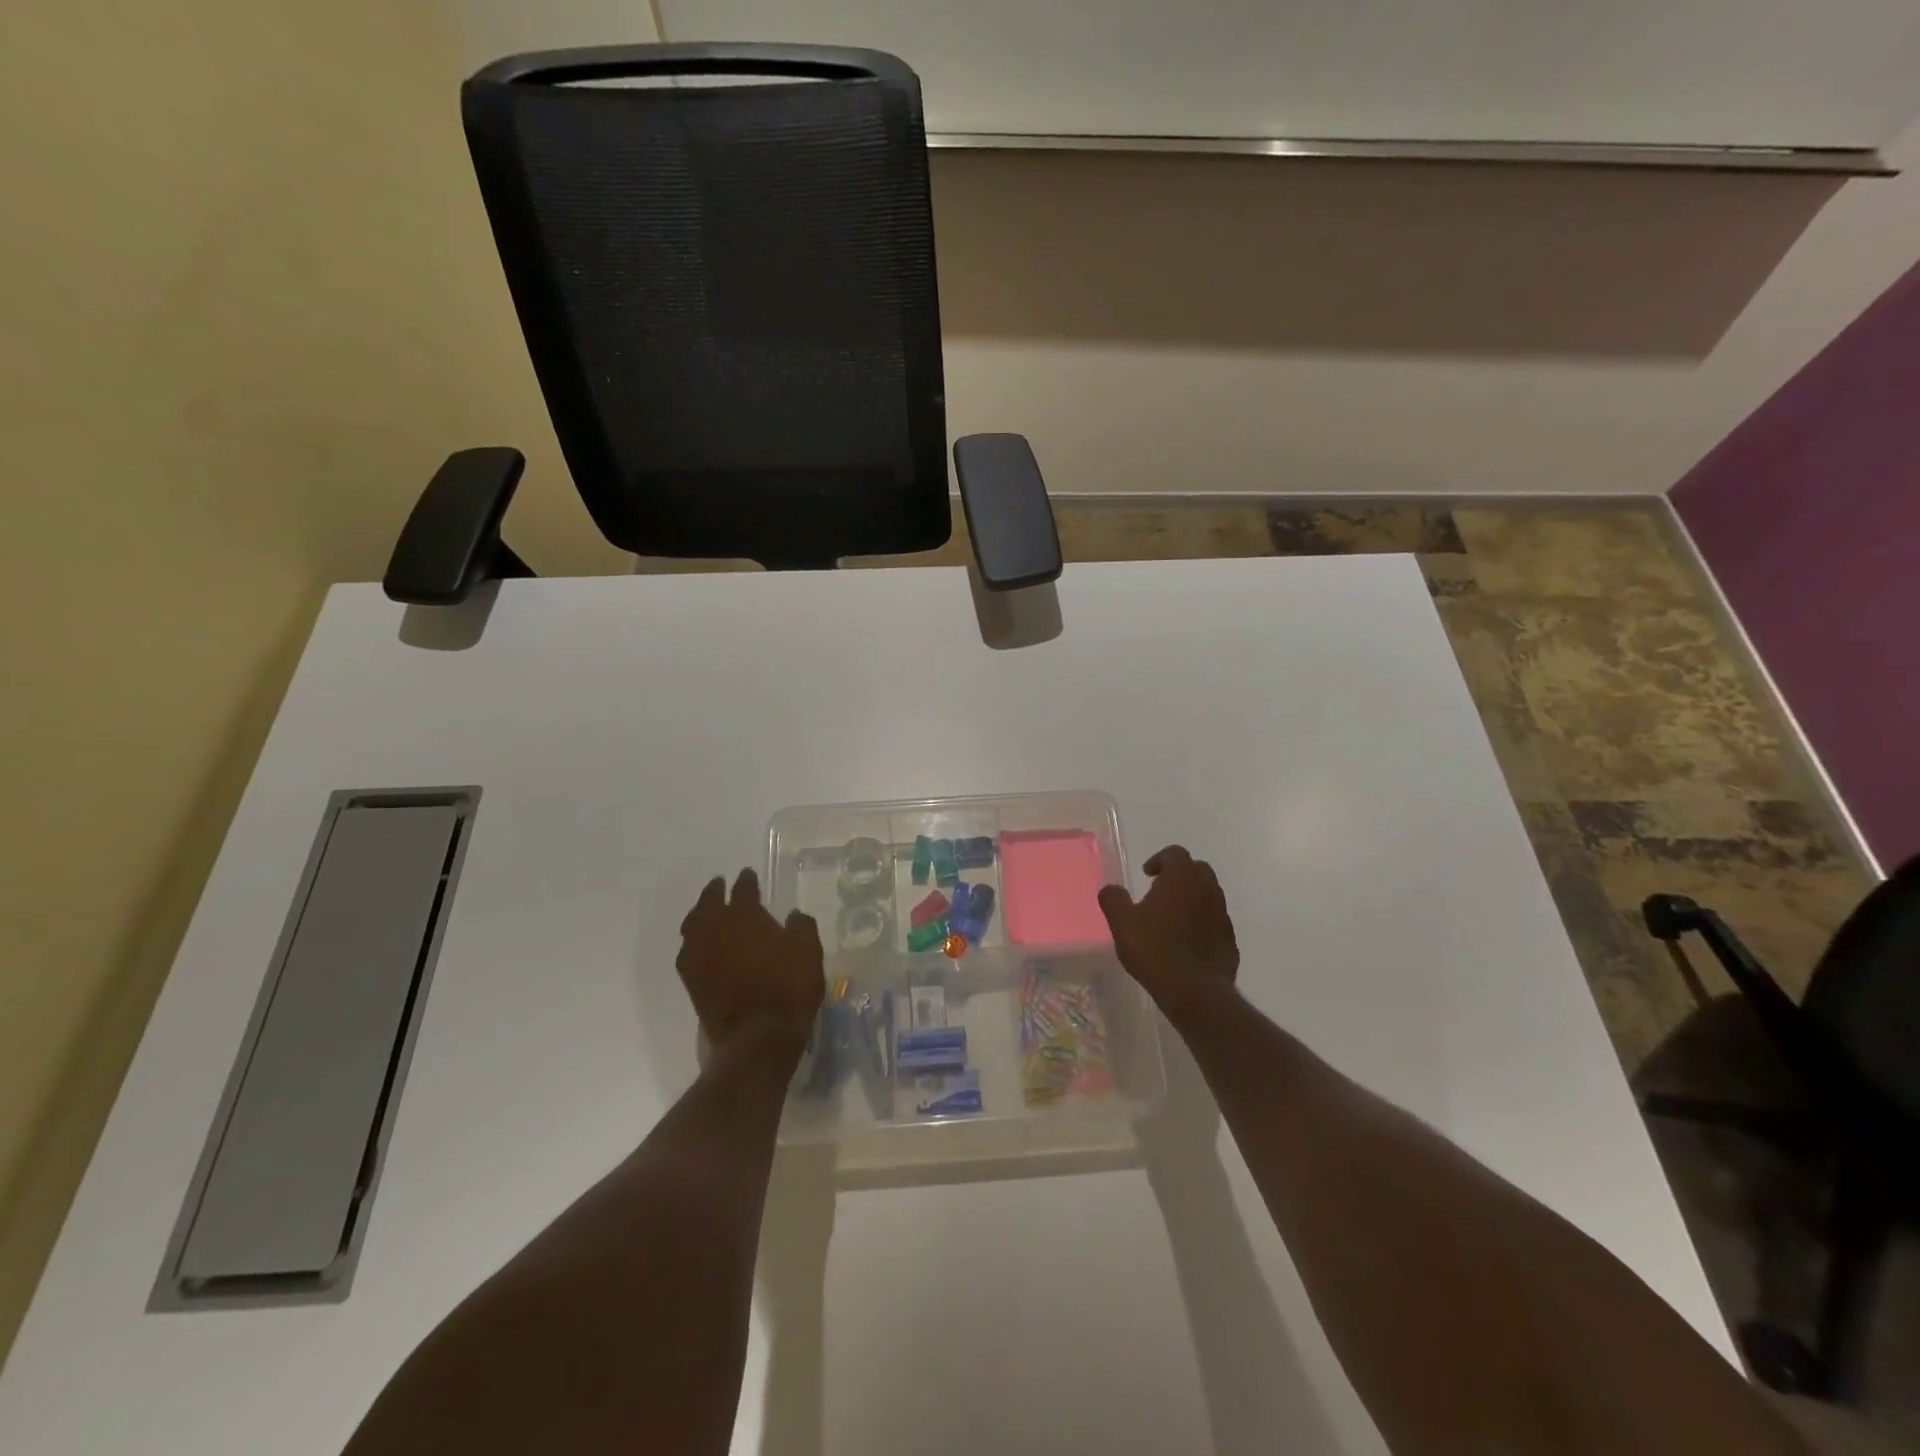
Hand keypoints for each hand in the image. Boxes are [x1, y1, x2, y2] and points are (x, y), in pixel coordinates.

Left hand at [677, 869, 823, 1057]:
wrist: (757, 1036)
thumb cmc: (788, 988)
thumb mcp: (809, 952)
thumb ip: (801, 927)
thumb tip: (793, 916)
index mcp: (744, 915)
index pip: (743, 889)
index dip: (747, 880)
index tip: (748, 874)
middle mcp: (715, 928)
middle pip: (709, 901)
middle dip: (715, 890)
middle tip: (720, 884)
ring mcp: (699, 955)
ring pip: (692, 924)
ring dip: (700, 913)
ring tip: (707, 911)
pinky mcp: (691, 981)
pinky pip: (688, 951)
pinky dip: (694, 942)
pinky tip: (702, 945)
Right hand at [1098, 846, 1239, 1019]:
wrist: (1195, 991)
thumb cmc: (1155, 949)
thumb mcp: (1121, 923)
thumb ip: (1113, 899)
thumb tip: (1111, 889)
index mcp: (1182, 878)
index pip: (1175, 853)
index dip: (1159, 860)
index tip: (1147, 875)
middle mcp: (1207, 889)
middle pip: (1197, 870)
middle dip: (1179, 875)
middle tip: (1159, 892)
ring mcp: (1222, 915)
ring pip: (1208, 895)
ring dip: (1191, 899)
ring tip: (1171, 919)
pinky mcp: (1230, 939)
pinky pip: (1214, 921)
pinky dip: (1201, 923)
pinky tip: (1185, 942)